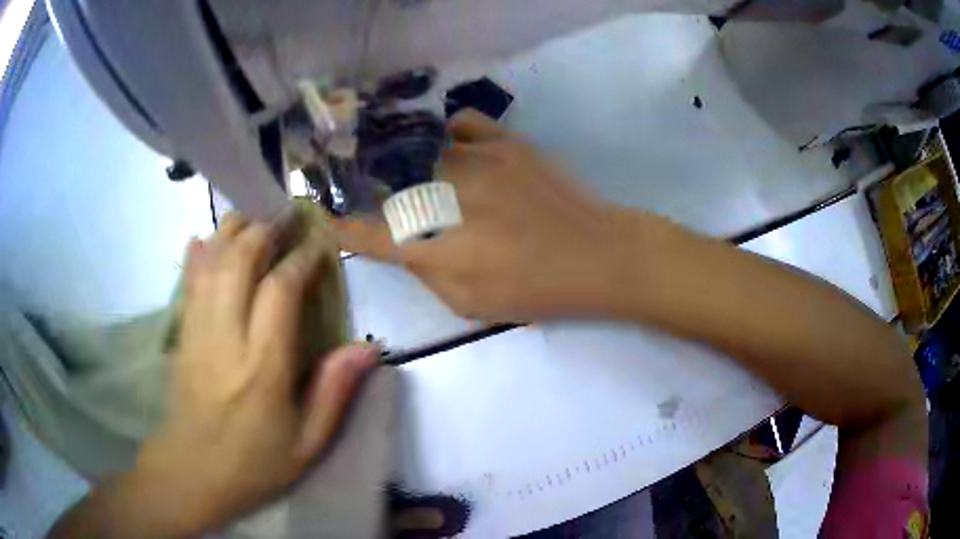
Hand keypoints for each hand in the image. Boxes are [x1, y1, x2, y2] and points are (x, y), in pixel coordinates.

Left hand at [134, 214, 378, 534]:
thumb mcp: (307, 444)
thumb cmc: (254, 462)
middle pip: (240, 260)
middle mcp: (226, 337)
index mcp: (262, 367)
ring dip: (234, 231)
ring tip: (256, 217)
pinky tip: (206, 238)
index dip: (301, 258)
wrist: (193, 471)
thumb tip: (368, 347)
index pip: (280, 290)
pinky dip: (198, 253)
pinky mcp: (180, 332)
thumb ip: (335, 392)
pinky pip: (188, 281)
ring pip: (212, 261)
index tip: (318, 243)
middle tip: (287, 218)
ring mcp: (197, 330)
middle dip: (266, 230)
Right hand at [336, 110, 666, 322]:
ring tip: (410, 166)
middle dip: (379, 194)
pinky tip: (452, 145)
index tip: (331, 221)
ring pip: (421, 152)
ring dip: (410, 163)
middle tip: (377, 196)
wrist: (596, 255)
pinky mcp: (504, 142)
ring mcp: (474, 162)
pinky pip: (461, 123)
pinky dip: (449, 132)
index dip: (345, 228)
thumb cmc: (536, 290)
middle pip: (391, 188)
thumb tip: (405, 246)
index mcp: (434, 247)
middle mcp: (443, 197)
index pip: (370, 235)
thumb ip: (427, 274)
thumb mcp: (470, 305)